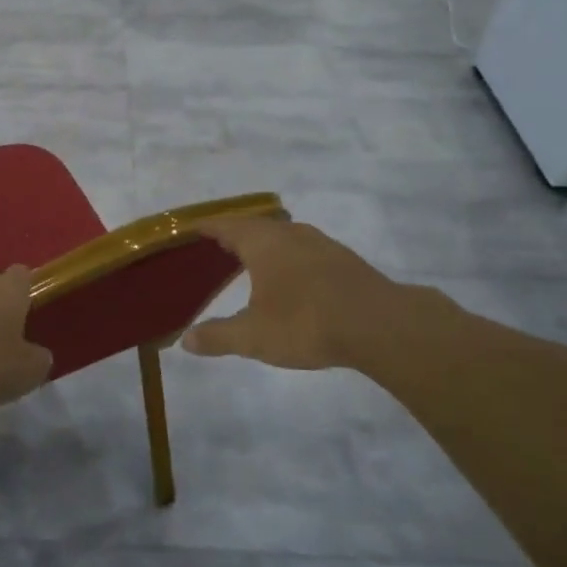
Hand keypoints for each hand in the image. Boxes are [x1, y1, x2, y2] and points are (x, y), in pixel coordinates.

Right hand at [182, 217, 464, 379]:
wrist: (381, 325)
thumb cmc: (307, 322)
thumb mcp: (254, 336)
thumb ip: (219, 336)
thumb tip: (186, 340)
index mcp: (262, 242)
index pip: (226, 225)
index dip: (207, 227)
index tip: (192, 229)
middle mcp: (290, 234)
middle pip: (255, 226)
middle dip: (235, 234)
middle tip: (218, 246)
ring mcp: (321, 244)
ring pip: (284, 235)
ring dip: (265, 244)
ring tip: (252, 260)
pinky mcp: (345, 260)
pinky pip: (305, 249)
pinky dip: (289, 257)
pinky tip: (293, 277)